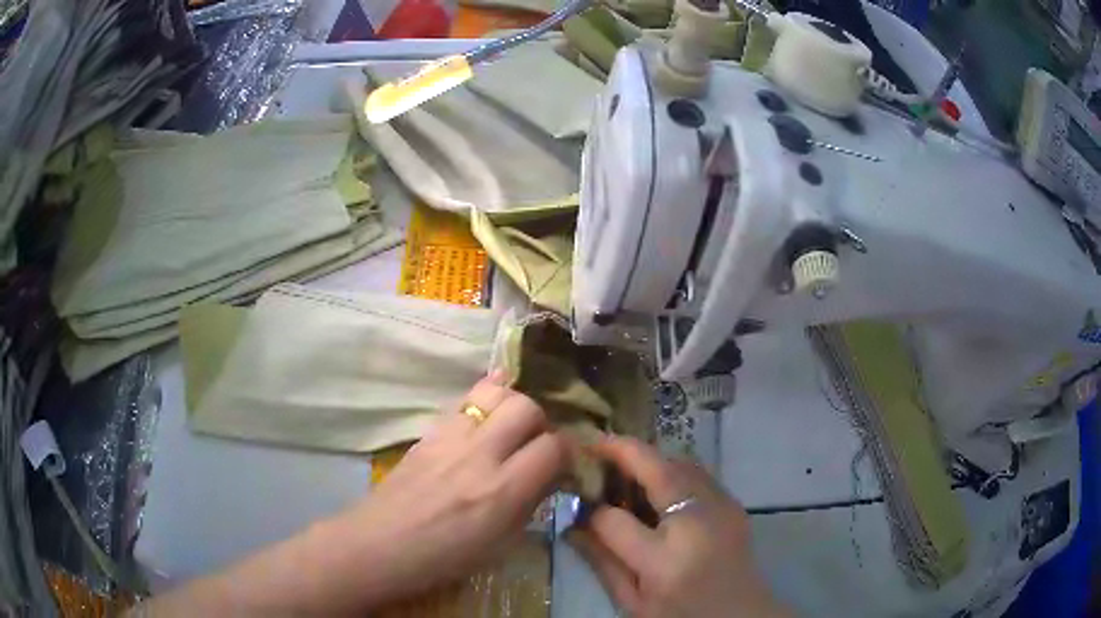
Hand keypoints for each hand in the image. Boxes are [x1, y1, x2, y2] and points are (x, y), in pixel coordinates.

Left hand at [335, 372, 568, 603]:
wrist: (380, 545)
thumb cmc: (442, 559)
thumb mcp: (500, 545)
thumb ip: (529, 504)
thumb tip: (548, 476)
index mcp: (503, 491)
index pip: (553, 446)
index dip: (565, 452)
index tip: (561, 464)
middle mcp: (480, 455)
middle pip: (527, 407)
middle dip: (541, 422)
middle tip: (534, 442)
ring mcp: (450, 438)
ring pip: (494, 392)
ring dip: (511, 404)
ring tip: (508, 425)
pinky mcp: (428, 432)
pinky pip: (463, 402)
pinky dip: (481, 403)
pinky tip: (483, 417)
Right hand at [569, 437, 788, 617]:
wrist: (740, 616)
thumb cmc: (681, 614)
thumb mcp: (632, 601)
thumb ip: (600, 560)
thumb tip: (573, 522)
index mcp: (664, 561)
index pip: (614, 519)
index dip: (591, 508)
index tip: (578, 500)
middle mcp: (697, 524)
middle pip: (655, 470)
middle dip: (620, 451)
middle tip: (593, 451)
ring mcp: (722, 507)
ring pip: (678, 462)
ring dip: (647, 459)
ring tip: (622, 471)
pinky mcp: (734, 502)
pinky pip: (696, 472)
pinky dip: (670, 470)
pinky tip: (656, 488)